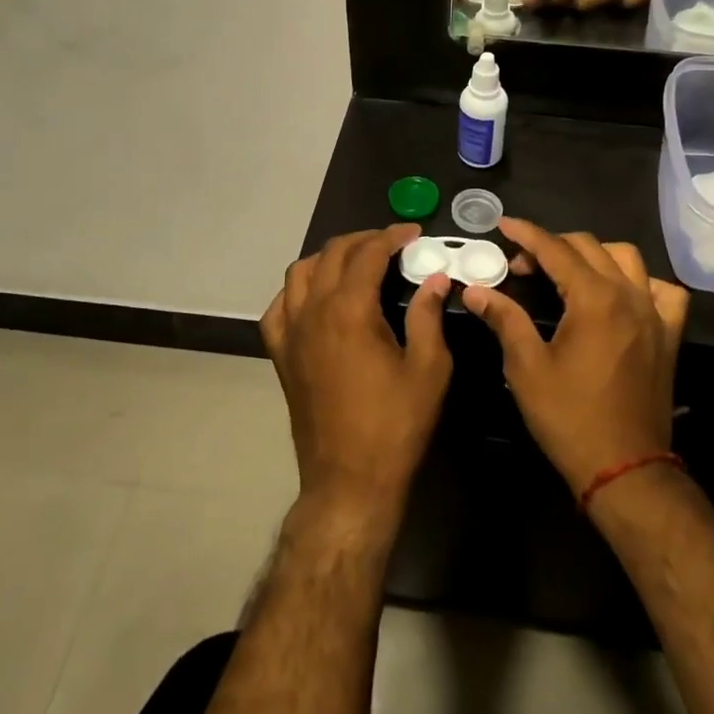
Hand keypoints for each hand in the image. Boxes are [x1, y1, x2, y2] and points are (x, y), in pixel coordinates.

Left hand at [260, 225, 454, 525]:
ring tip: (355, 262)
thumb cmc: (395, 425)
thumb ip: (428, 315)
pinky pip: (278, 307)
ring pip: (299, 272)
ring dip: (328, 258)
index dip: (392, 236)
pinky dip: (297, 290)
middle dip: (363, 240)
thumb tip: (434, 279)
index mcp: (349, 310)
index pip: (368, 253)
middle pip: (332, 254)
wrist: (349, 481)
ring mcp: (291, 333)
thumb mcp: (428, 368)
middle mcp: (313, 311)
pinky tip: (315, 298)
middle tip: (391, 243)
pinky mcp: (281, 356)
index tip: (413, 233)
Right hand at [461, 219, 689, 495]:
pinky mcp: (668, 335)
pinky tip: (622, 294)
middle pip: (589, 247)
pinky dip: (640, 282)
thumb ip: (504, 319)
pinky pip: (662, 291)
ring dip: (594, 255)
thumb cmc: (569, 418)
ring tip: (567, 272)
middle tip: (521, 265)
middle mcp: (629, 295)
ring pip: (627, 259)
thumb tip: (476, 290)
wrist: (625, 467)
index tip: (503, 224)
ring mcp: (654, 313)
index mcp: (594, 298)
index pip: (555, 249)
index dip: (526, 234)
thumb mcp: (526, 367)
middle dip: (551, 245)